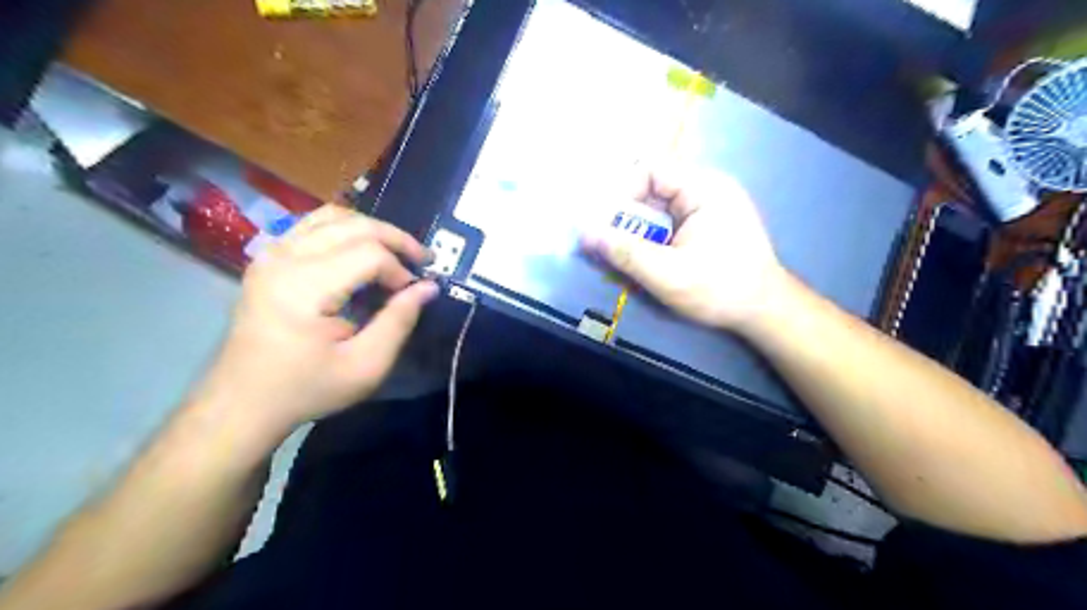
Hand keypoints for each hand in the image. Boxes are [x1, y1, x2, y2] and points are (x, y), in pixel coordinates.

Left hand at [193, 206, 438, 434]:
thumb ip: (399, 321)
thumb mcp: (366, 366)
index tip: (413, 295)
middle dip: (396, 239)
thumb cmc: (307, 388)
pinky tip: (362, 250)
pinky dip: (346, 229)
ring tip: (396, 252)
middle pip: (354, 225)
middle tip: (423, 261)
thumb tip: (429, 286)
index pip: (369, 254)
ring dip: (372, 229)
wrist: (243, 401)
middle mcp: (284, 258)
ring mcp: (272, 253)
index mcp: (304, 287)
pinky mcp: (269, 257)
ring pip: (334, 216)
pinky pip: (314, 224)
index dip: (401, 270)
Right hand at [581, 163, 785, 332]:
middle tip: (613, 245)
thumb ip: (624, 252)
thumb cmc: (720, 290)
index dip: (623, 191)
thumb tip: (584, 232)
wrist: (764, 311)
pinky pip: (669, 220)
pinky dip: (652, 237)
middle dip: (628, 216)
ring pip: (658, 206)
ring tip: (629, 257)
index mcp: (704, 187)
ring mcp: (709, 205)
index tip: (609, 225)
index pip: (650, 168)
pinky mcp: (707, 223)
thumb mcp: (667, 274)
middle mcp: (707, 188)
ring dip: (639, 230)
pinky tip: (649, 259)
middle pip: (652, 186)